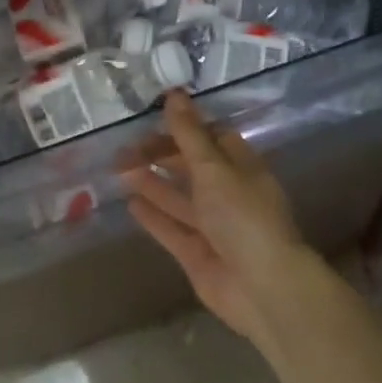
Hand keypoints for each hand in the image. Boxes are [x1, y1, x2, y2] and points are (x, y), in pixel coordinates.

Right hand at [123, 91, 318, 348]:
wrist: (263, 288)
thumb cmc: (243, 216)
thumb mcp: (214, 168)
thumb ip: (189, 134)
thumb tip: (174, 94)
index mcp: (240, 167)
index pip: (210, 137)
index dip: (183, 126)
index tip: (152, 116)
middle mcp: (228, 193)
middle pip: (190, 166)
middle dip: (160, 154)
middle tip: (124, 146)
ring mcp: (213, 225)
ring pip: (178, 197)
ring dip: (151, 182)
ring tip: (118, 168)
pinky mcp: (197, 253)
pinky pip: (171, 228)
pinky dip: (153, 216)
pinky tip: (129, 203)